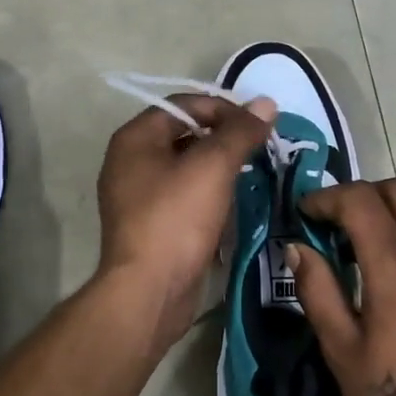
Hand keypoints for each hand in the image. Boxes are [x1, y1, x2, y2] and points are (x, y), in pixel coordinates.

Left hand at [96, 94, 276, 348]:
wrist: (149, 292)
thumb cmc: (176, 220)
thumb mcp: (213, 167)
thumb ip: (240, 132)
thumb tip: (266, 103)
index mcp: (136, 138)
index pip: (184, 104)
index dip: (224, 108)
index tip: (259, 124)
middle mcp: (130, 162)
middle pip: (184, 135)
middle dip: (224, 138)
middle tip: (260, 148)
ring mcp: (137, 197)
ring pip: (186, 168)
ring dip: (219, 168)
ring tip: (253, 174)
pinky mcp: (150, 226)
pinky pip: (183, 197)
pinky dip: (209, 195)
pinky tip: (234, 204)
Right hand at [289, 179, 395, 395]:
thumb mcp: (341, 349)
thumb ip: (317, 290)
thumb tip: (297, 248)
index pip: (361, 200)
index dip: (326, 197)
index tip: (304, 213)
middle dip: (359, 194)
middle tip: (331, 224)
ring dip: (386, 211)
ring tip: (358, 247)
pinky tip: (391, 272)